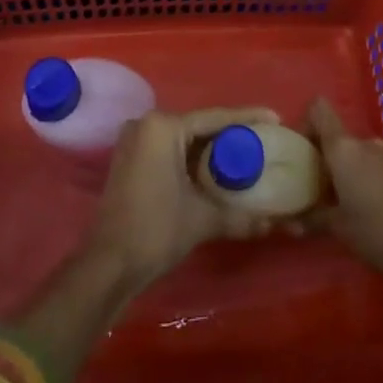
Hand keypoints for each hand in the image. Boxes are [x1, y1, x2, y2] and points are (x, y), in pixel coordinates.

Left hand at [85, 106, 280, 291]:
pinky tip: (215, 168)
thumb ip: (239, 216)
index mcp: (163, 127)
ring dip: (211, 147)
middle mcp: (147, 124)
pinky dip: (192, 157)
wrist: (108, 265)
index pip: (214, 117)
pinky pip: (170, 149)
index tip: (274, 118)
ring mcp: (135, 141)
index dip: (247, 118)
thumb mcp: (201, 220)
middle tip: (262, 139)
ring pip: (184, 138)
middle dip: (230, 133)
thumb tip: (272, 224)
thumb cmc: (155, 230)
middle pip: (199, 125)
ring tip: (245, 152)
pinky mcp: (131, 159)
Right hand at [303, 98, 382, 283]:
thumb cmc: (377, 230)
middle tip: (314, 186)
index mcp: (344, 147)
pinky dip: (363, 178)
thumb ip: (313, 219)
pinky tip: (364, 208)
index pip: (319, 110)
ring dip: (344, 170)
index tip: (299, 151)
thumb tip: (289, 223)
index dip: (305, 122)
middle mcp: (364, 143)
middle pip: (336, 136)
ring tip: (338, 202)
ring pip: (355, 153)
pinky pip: (373, 165)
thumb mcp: (339, 228)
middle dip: (323, 157)